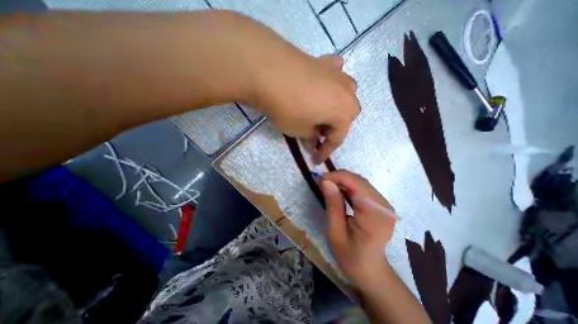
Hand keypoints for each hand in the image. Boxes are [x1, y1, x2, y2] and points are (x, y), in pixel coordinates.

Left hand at [248, 51, 359, 161]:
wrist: (268, 71)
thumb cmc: (287, 108)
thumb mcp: (299, 130)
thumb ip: (310, 137)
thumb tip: (313, 140)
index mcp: (344, 111)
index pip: (337, 138)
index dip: (326, 151)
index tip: (316, 160)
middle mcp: (347, 92)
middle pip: (347, 115)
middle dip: (336, 127)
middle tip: (319, 133)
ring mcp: (336, 74)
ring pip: (345, 94)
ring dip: (336, 106)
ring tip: (321, 111)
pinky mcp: (323, 61)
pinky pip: (334, 74)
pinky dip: (330, 83)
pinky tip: (321, 85)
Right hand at [320, 170, 398, 289]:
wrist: (369, 270)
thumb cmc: (350, 256)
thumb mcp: (335, 232)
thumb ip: (332, 205)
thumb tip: (325, 181)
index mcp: (375, 215)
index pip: (356, 184)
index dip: (336, 176)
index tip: (319, 178)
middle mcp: (384, 206)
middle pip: (359, 181)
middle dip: (338, 177)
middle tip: (320, 182)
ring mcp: (384, 204)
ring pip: (360, 182)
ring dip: (342, 181)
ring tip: (327, 185)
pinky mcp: (381, 205)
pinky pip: (363, 188)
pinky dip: (348, 186)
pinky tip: (338, 190)